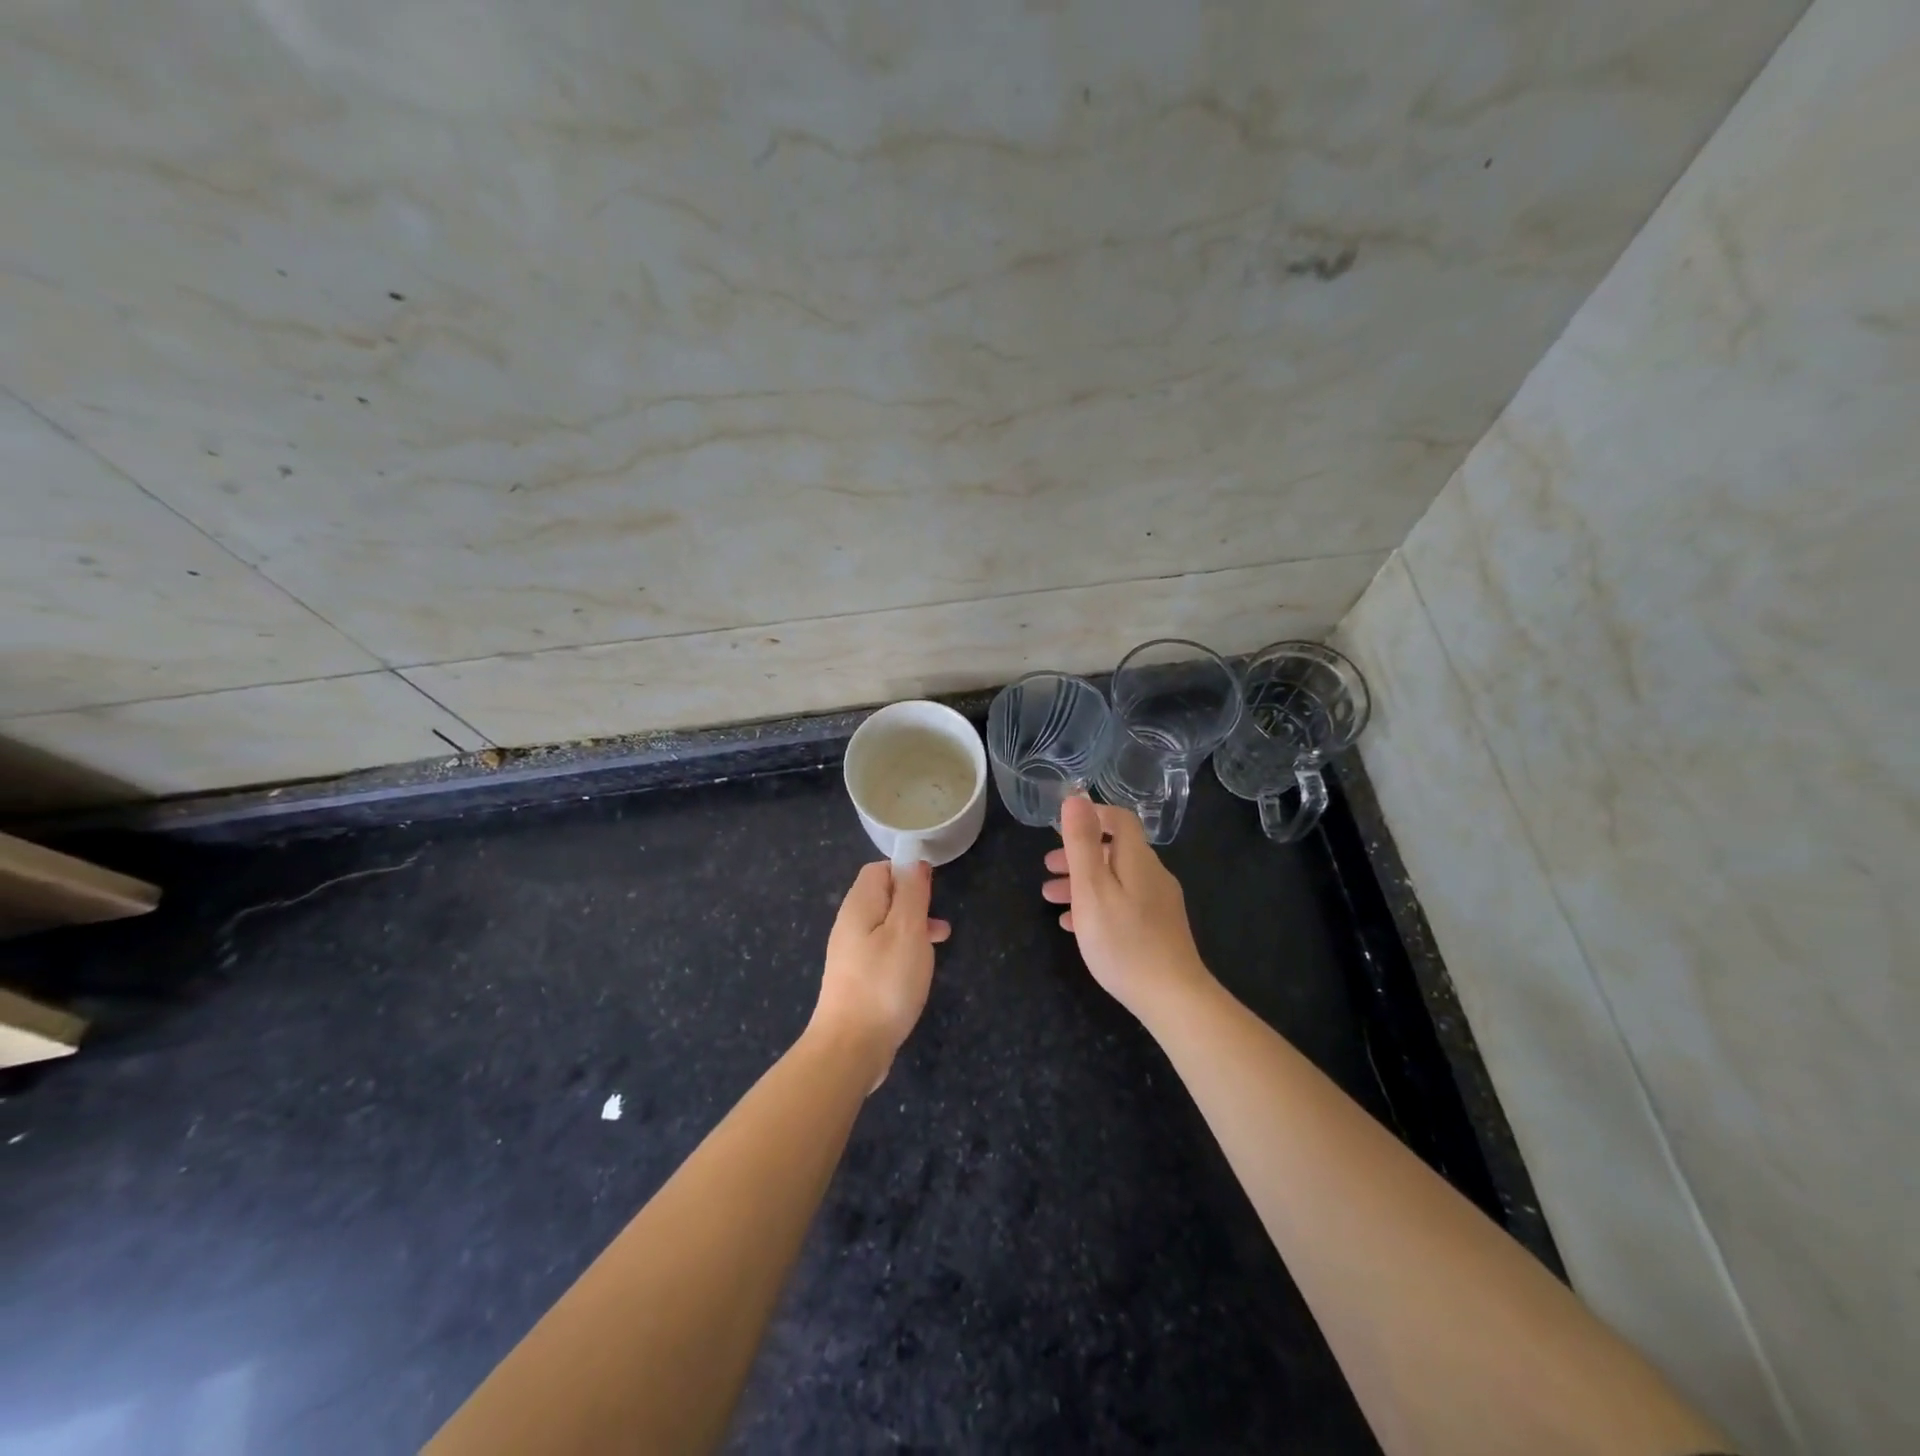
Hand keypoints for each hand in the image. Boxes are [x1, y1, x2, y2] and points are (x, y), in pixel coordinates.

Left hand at [811, 861, 950, 1088]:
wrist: (850, 1048)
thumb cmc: (884, 983)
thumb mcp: (907, 931)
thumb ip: (911, 893)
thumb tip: (913, 861)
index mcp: (859, 906)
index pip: (878, 870)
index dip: (905, 871)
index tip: (931, 889)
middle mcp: (850, 925)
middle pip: (882, 897)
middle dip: (913, 900)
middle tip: (938, 916)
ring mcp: (851, 954)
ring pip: (885, 925)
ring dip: (913, 927)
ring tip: (940, 940)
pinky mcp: (857, 979)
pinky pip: (883, 951)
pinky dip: (904, 951)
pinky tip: (919, 969)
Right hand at [1044, 796, 1212, 1021]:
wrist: (1172, 997)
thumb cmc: (1123, 940)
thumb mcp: (1092, 888)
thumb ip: (1082, 843)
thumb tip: (1076, 797)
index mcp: (1138, 859)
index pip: (1120, 820)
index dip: (1092, 816)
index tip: (1062, 827)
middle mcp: (1152, 875)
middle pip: (1115, 851)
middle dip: (1079, 855)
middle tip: (1047, 867)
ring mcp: (1158, 903)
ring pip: (1116, 880)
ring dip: (1083, 882)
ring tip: (1051, 899)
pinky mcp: (1159, 929)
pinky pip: (1123, 905)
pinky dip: (1097, 905)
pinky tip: (1075, 926)